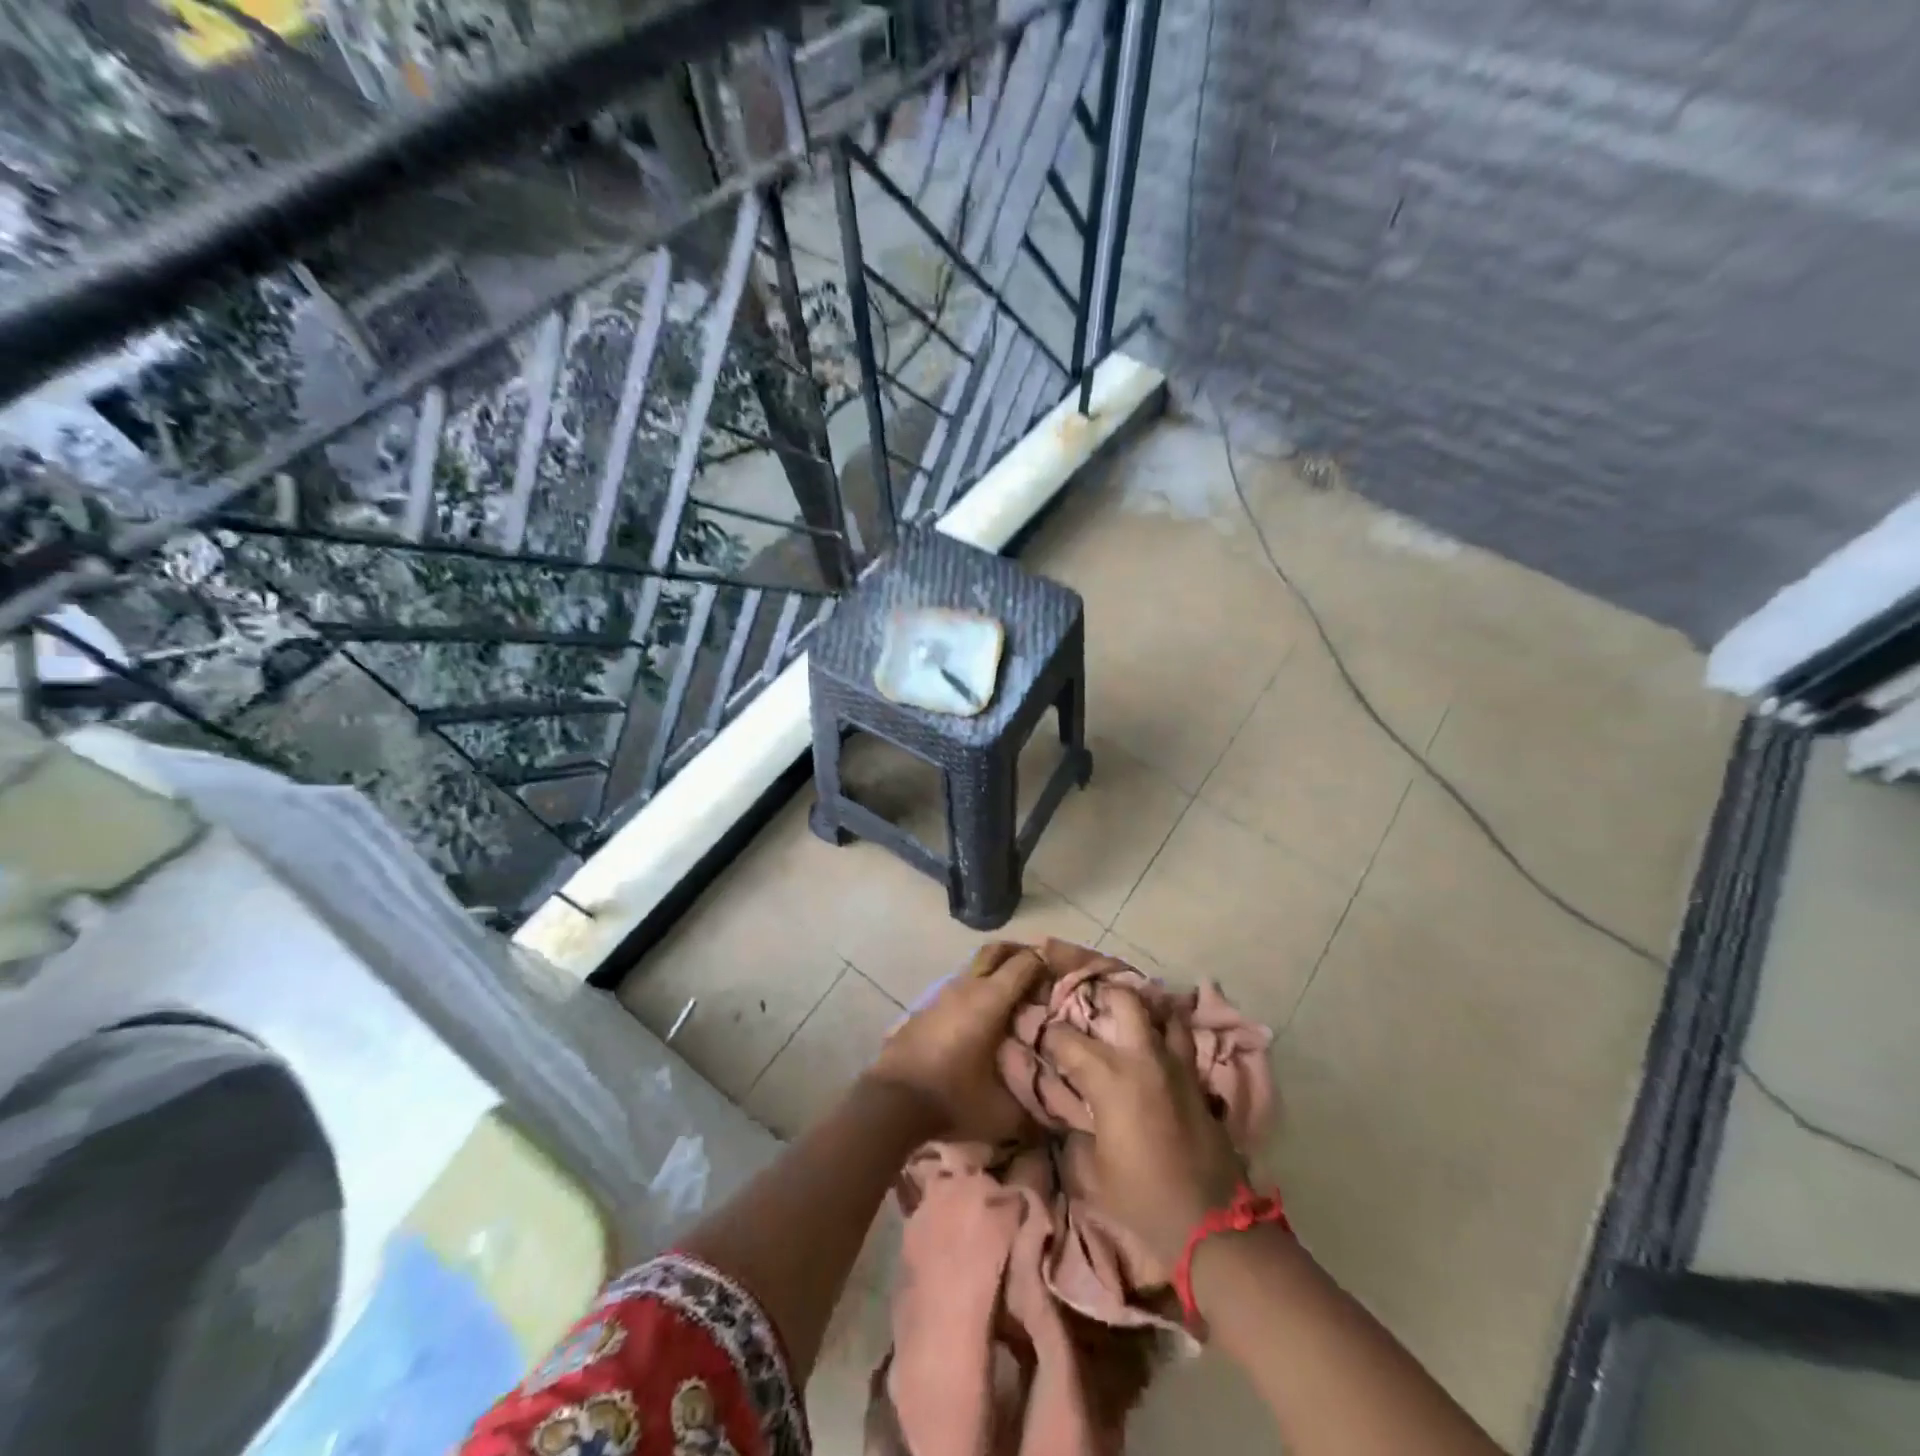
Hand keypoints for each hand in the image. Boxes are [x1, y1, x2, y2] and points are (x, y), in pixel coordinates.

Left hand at [869, 941, 1045, 1141]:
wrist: (891, 1102)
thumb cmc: (952, 1099)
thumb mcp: (1004, 1113)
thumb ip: (1037, 1112)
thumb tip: (1061, 1115)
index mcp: (990, 999)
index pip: (1025, 962)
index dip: (1048, 963)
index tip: (1064, 975)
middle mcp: (967, 986)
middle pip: (997, 951)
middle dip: (1021, 953)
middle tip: (1042, 972)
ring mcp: (944, 993)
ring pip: (976, 968)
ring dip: (997, 973)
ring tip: (1017, 999)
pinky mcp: (927, 1007)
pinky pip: (961, 986)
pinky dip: (978, 990)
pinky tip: (985, 1018)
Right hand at [1042, 986, 1244, 1266]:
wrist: (1211, 1224)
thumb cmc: (1142, 1199)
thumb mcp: (1092, 1171)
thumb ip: (1077, 1132)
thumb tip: (1071, 1115)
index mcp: (1109, 1077)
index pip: (1067, 1038)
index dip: (1049, 1034)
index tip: (1041, 1037)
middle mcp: (1143, 1058)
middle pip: (1126, 1000)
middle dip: (1104, 995)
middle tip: (1090, 1006)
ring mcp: (1177, 1066)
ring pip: (1164, 1013)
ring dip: (1146, 1010)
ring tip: (1130, 1018)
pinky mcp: (1200, 1082)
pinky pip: (1184, 1042)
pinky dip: (1170, 1034)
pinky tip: (1158, 1046)